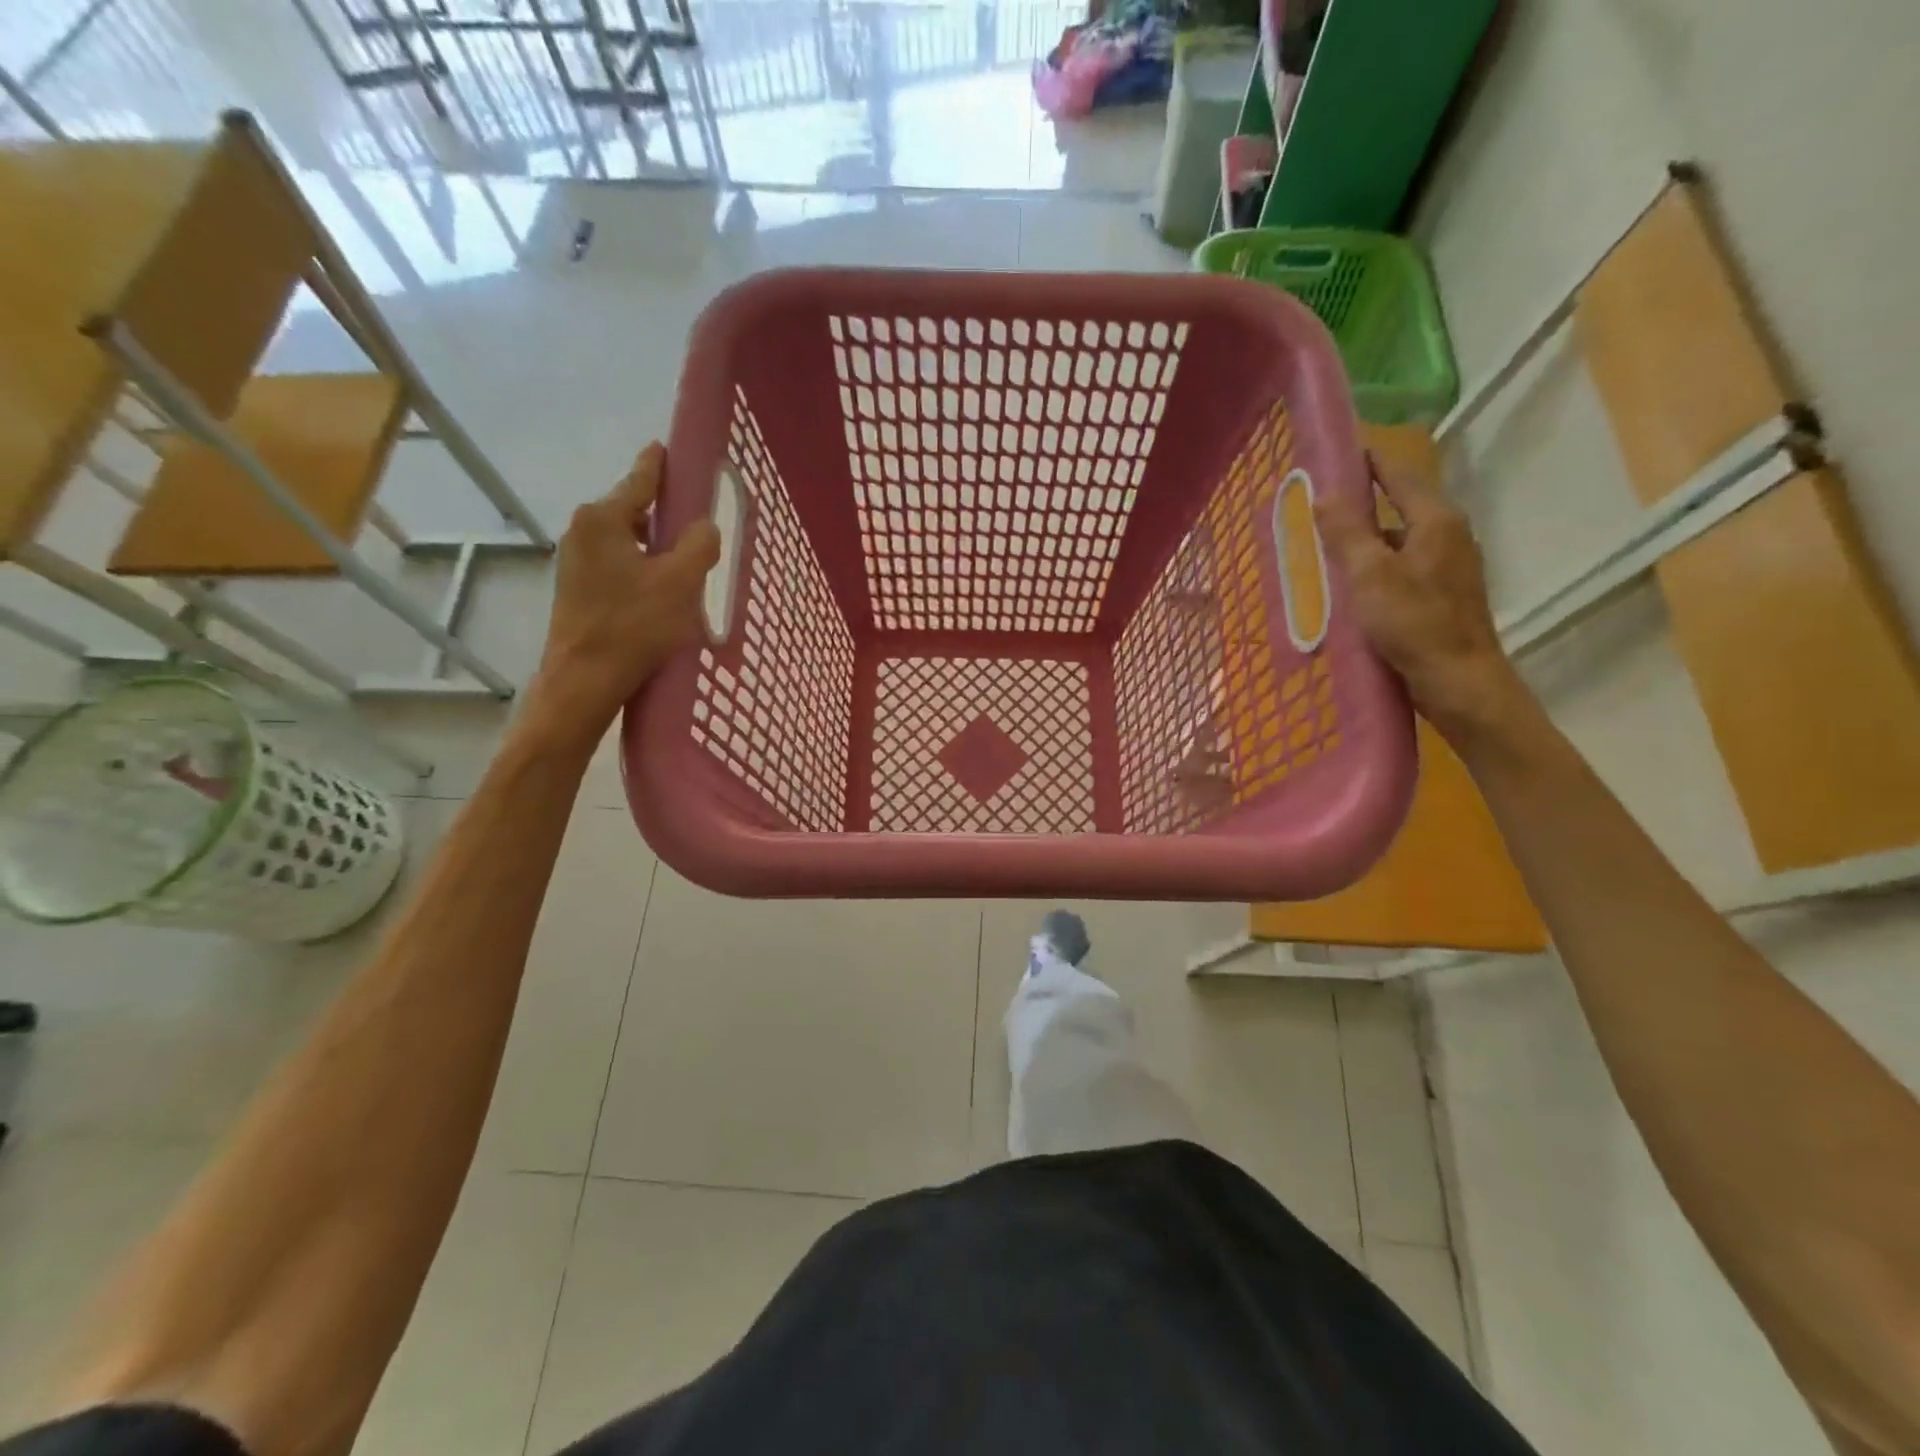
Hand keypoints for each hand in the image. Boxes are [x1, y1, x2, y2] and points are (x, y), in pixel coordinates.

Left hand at [521, 444, 720, 749]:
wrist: (585, 679)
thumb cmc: (634, 626)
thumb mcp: (680, 582)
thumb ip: (699, 545)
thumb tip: (704, 526)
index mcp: (603, 518)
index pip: (640, 479)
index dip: (661, 465)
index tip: (669, 448)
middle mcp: (583, 530)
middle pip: (633, 510)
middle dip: (664, 515)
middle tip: (698, 525)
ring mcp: (575, 560)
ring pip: (626, 540)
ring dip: (655, 547)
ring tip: (685, 564)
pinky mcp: (577, 588)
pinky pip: (617, 564)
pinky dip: (641, 568)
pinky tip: (661, 590)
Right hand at [1314, 451, 1534, 750]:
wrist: (1458, 681)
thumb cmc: (1414, 624)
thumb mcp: (1370, 575)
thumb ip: (1347, 533)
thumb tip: (1326, 494)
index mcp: (1436, 522)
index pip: (1401, 476)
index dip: (1370, 462)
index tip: (1339, 451)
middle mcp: (1448, 536)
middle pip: (1400, 508)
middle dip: (1362, 504)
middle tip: (1319, 504)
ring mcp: (1448, 568)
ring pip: (1399, 542)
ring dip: (1365, 541)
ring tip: (1325, 547)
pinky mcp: (1441, 596)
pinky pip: (1401, 568)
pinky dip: (1375, 568)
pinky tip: (1351, 586)